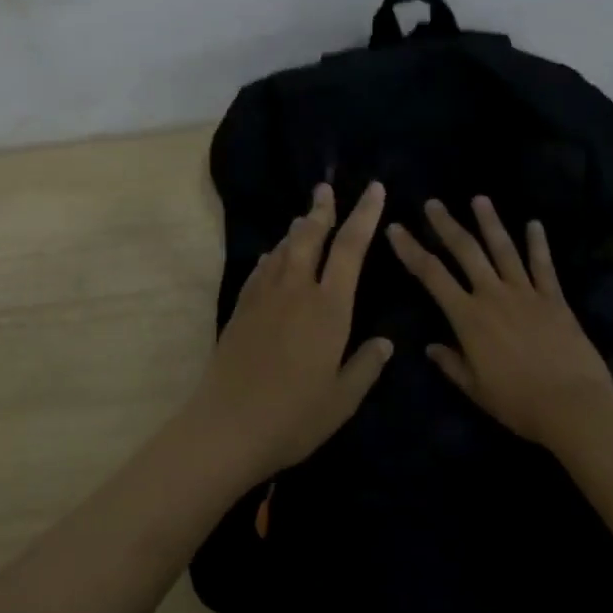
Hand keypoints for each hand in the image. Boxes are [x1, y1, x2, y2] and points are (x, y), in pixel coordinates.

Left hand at [188, 181, 392, 482]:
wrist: (228, 425)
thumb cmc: (294, 417)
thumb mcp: (342, 399)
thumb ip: (365, 366)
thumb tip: (385, 342)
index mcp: (329, 308)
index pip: (351, 248)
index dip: (364, 215)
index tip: (374, 189)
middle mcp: (296, 291)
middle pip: (310, 236)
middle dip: (322, 209)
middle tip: (326, 188)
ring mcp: (264, 296)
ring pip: (283, 249)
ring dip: (297, 229)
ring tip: (305, 216)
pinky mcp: (241, 307)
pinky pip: (260, 269)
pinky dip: (272, 256)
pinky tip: (273, 255)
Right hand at [386, 196, 612, 444]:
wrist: (574, 406)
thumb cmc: (518, 402)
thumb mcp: (476, 389)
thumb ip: (451, 364)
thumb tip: (431, 347)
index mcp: (467, 316)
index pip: (431, 274)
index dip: (410, 250)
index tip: (395, 229)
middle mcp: (493, 295)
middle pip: (465, 251)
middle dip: (446, 225)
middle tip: (433, 203)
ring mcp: (526, 293)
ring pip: (503, 249)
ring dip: (490, 222)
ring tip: (479, 199)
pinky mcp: (554, 299)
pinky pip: (543, 266)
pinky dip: (538, 244)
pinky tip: (534, 224)